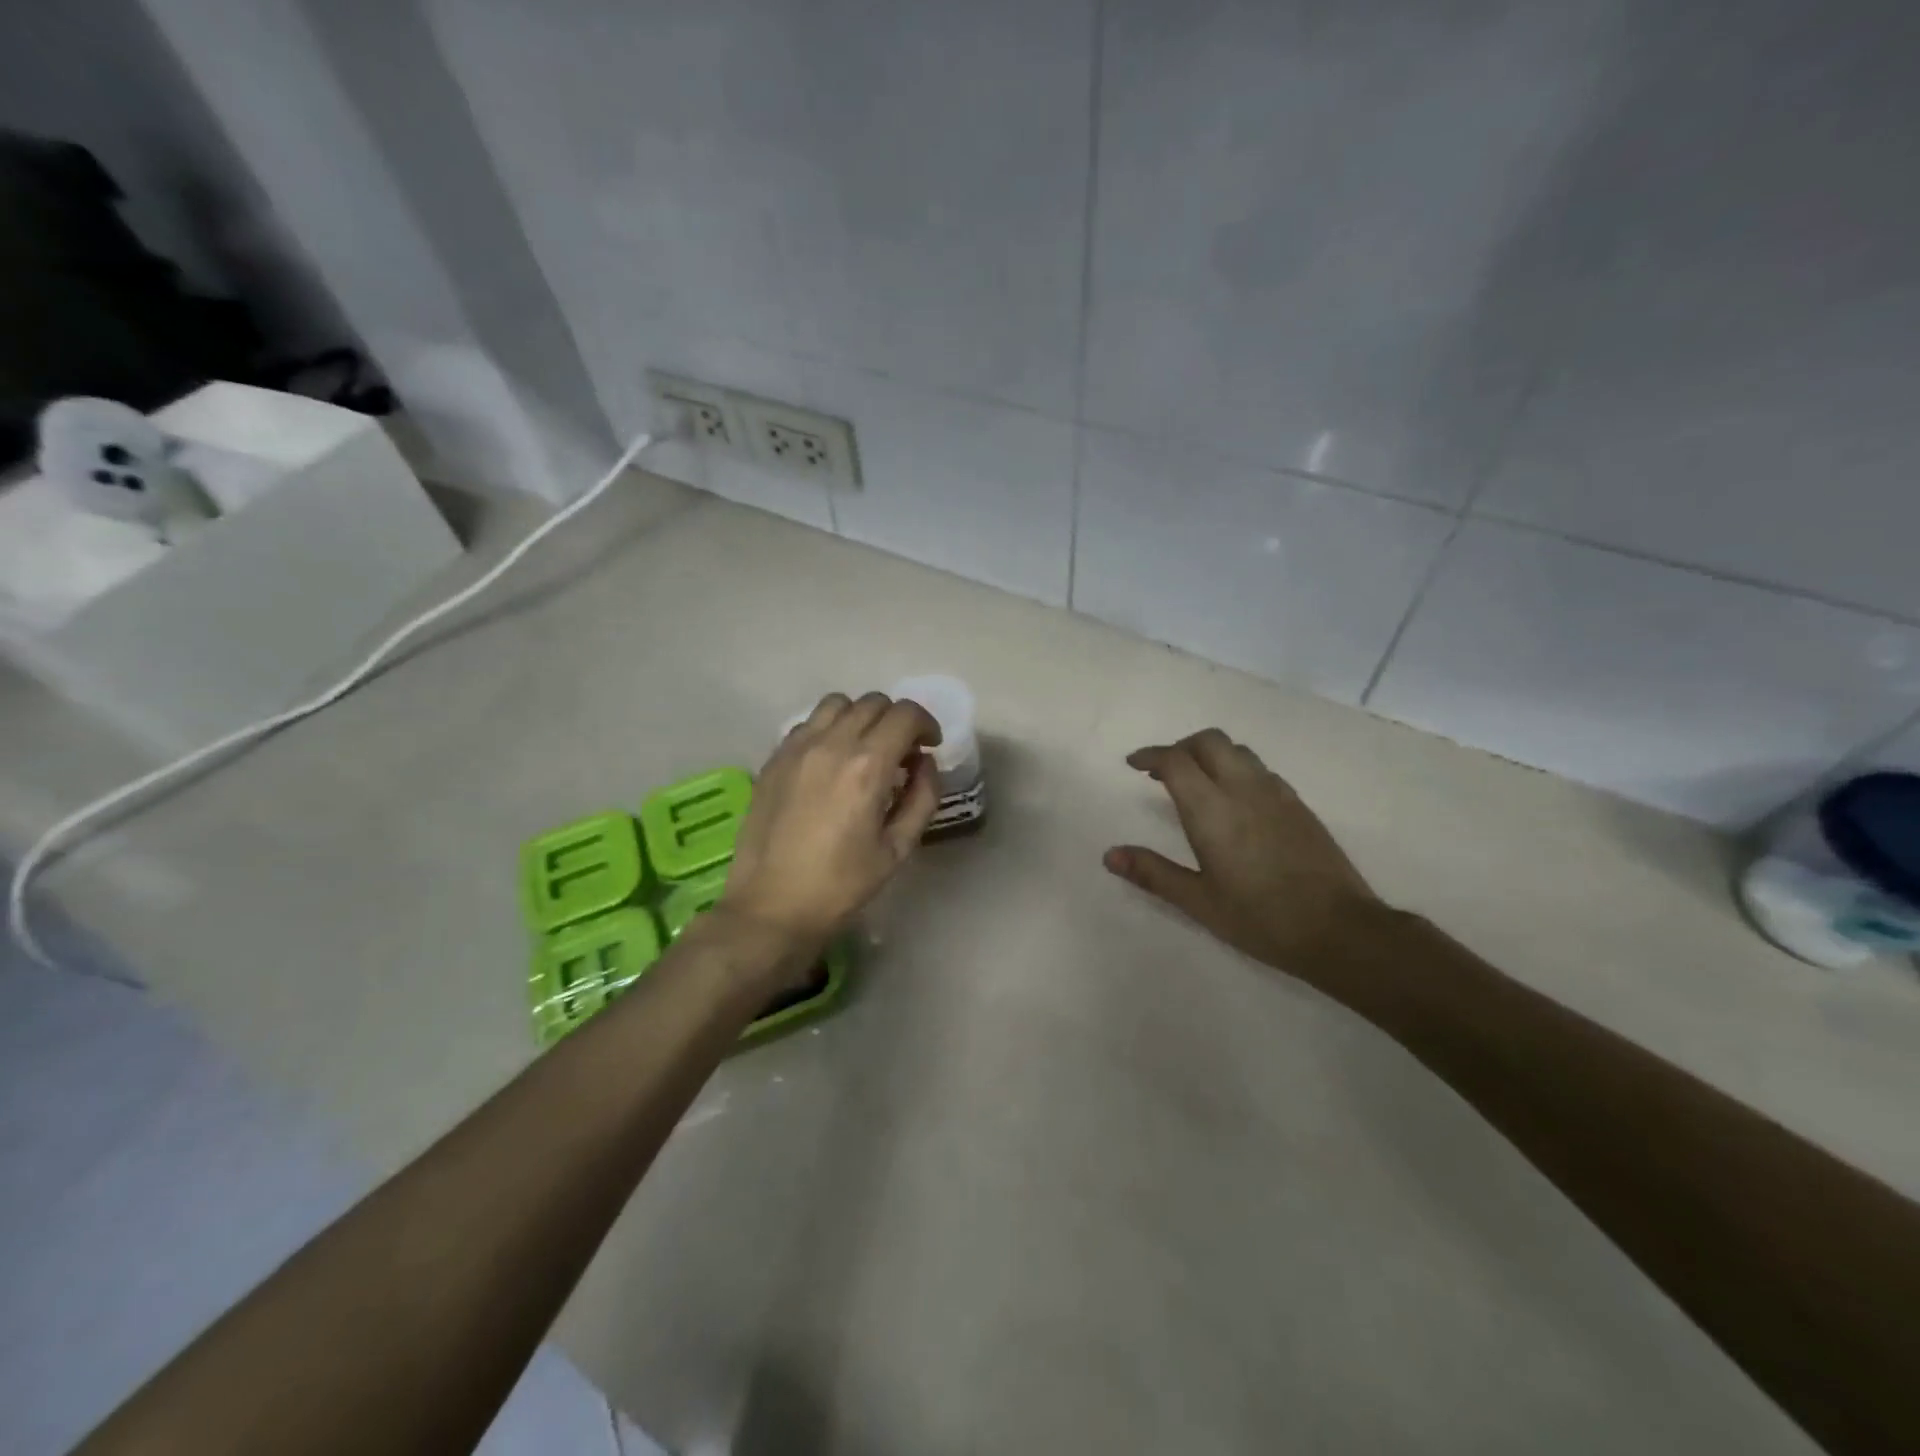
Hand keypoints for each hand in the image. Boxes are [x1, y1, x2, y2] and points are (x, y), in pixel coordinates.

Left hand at [721, 692, 942, 954]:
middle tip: (901, 753)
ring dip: (861, 717)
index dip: (926, 724)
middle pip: (873, 703)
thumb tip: (925, 762)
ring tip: (865, 750)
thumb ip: (922, 797)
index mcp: (867, 766)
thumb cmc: (841, 885)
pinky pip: (808, 723)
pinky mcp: (774, 759)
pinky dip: (830, 728)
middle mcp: (831, 744)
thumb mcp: (897, 848)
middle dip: (897, 720)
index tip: (929, 746)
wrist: (771, 907)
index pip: (905, 715)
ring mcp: (797, 748)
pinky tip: (831, 761)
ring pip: (838, 704)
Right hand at [1104, 728, 1384, 975]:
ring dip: (1210, 755)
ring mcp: (1276, 793)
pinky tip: (1234, 801)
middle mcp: (1243, 789)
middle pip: (1208, 741)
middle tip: (1162, 770)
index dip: (1150, 755)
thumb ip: (1153, 873)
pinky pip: (1260, 769)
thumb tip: (1110, 855)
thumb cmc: (1260, 919)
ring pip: (1238, 751)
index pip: (1175, 760)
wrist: (1339, 930)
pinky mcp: (1299, 805)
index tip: (1134, 764)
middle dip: (1180, 746)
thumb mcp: (1199, 901)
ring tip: (1196, 782)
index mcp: (1212, 809)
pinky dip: (1236, 769)